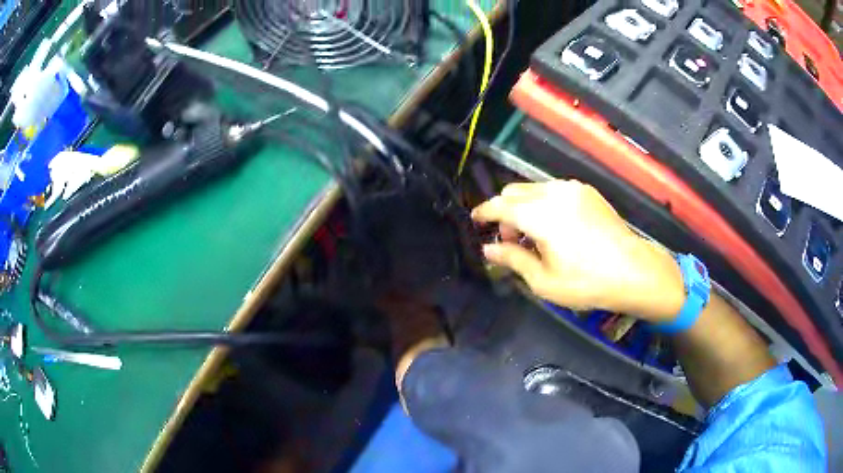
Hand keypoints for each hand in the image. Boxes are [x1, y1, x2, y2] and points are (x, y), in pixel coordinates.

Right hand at [471, 180, 684, 321]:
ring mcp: (573, 189)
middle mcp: (554, 193)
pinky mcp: (587, 191)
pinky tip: (556, 227)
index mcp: (541, 215)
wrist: (633, 271)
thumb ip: (513, 260)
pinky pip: (554, 190)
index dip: (483, 212)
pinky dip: (544, 203)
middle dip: (505, 212)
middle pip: (514, 191)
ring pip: (534, 188)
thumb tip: (489, 250)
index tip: (475, 221)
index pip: (500, 206)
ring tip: (535, 236)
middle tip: (511, 240)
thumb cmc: (587, 283)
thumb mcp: (544, 281)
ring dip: (524, 207)